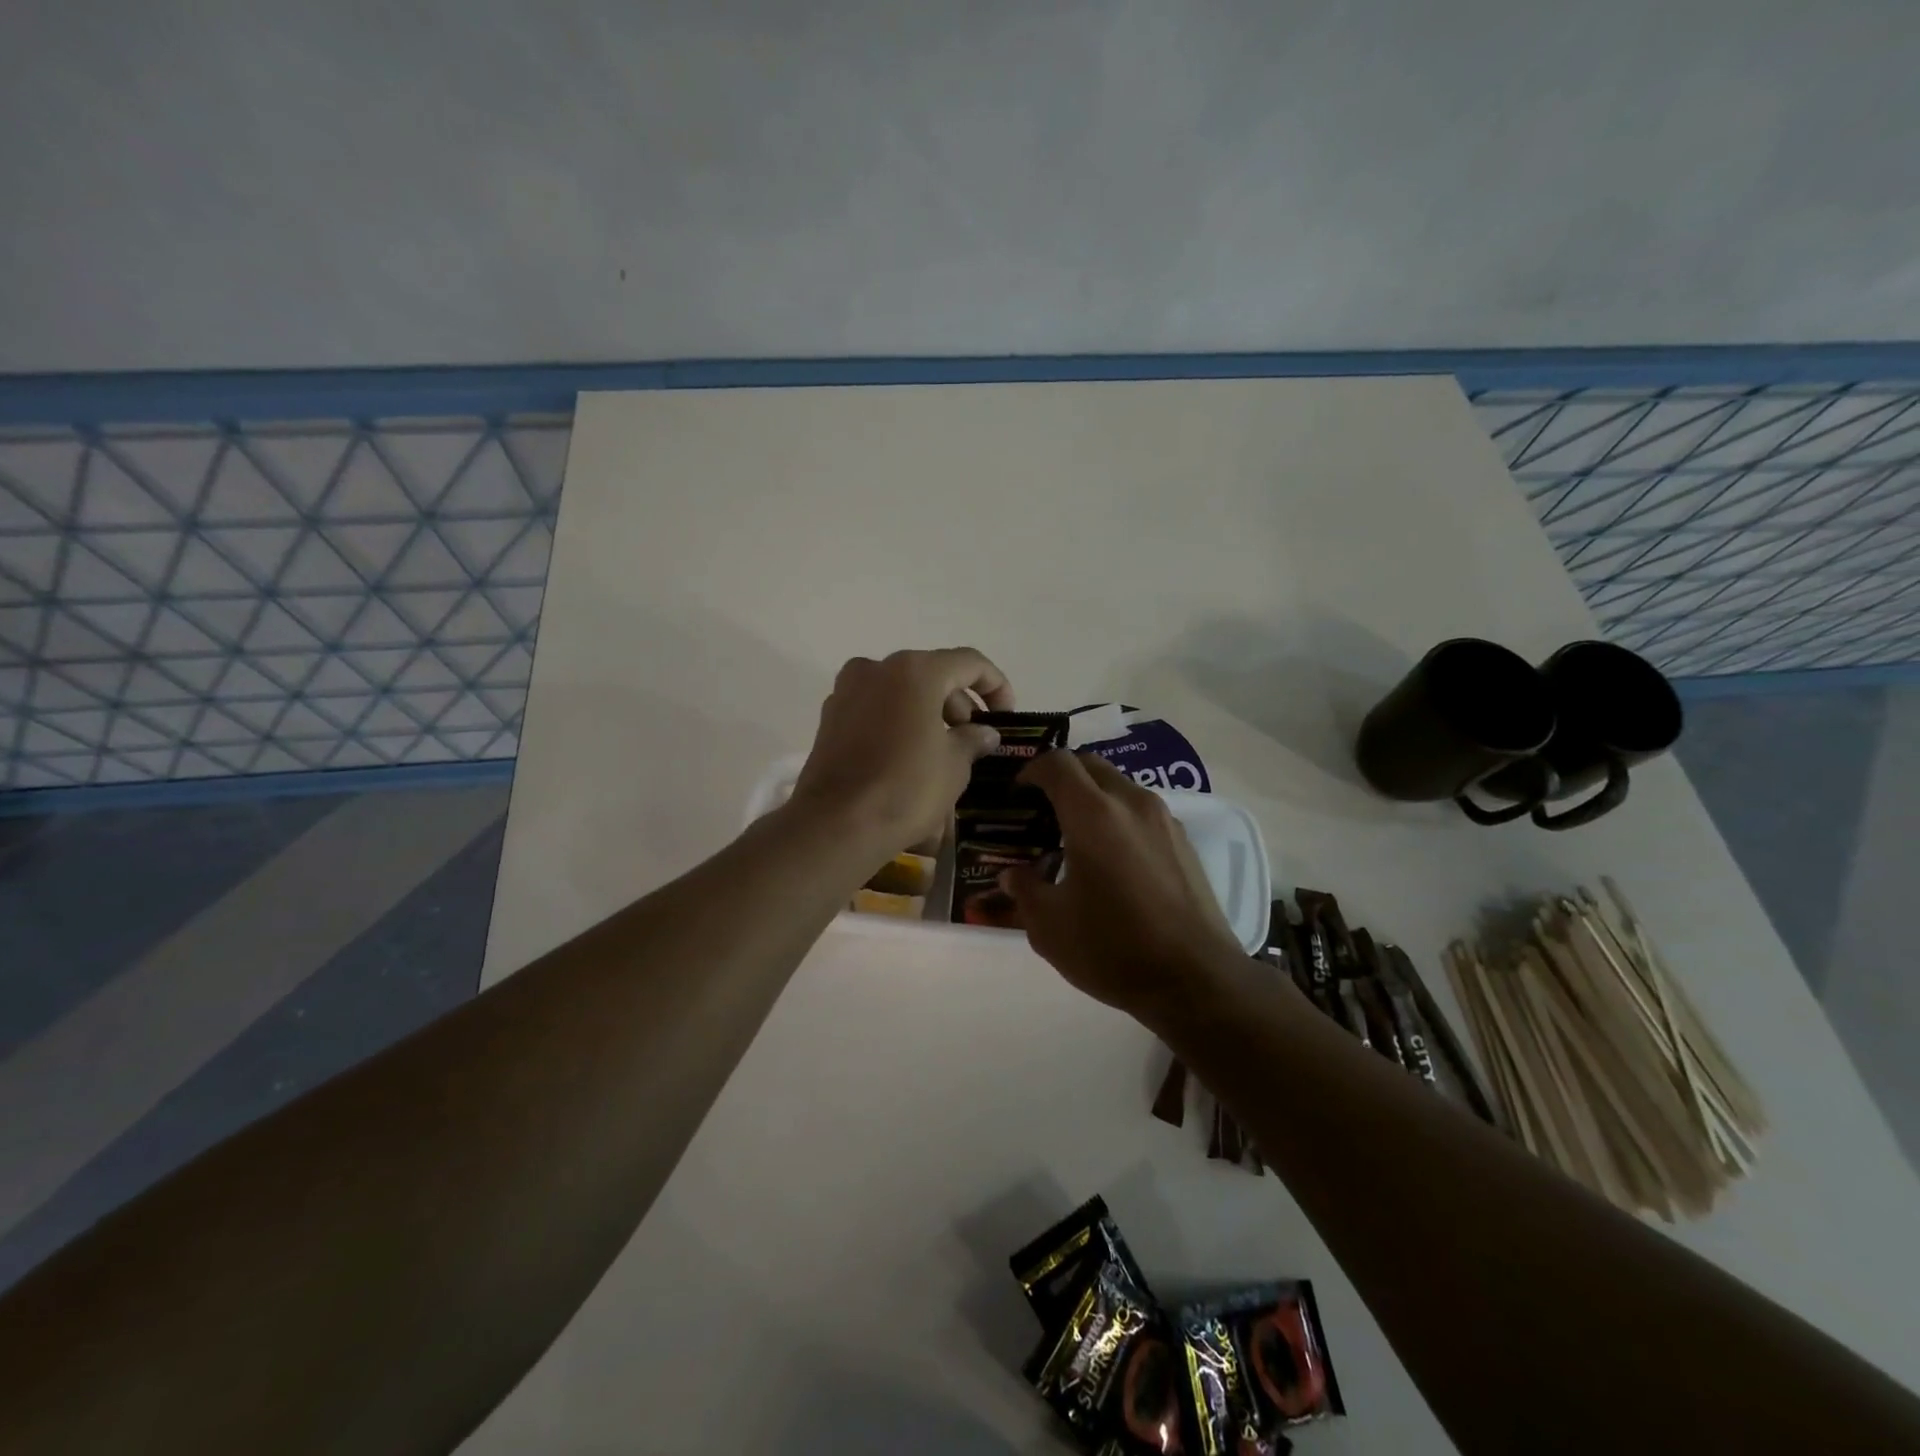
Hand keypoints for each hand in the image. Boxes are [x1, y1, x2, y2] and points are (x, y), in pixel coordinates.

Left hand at [789, 647, 1014, 856]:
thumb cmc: (906, 788)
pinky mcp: (830, 718)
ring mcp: (848, 691)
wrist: (837, 824)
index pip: (969, 663)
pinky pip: (876, 710)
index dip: (996, 686)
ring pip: (901, 692)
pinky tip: (909, 757)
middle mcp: (877, 669)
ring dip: (928, 714)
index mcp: (915, 671)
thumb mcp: (955, 765)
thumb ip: (973, 739)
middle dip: (958, 704)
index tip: (1005, 717)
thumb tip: (983, 733)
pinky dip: (898, 723)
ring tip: (944, 752)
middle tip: (974, 741)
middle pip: (932, 675)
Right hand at [999, 751, 1246, 1026]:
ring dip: (1093, 797)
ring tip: (1076, 836)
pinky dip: (1119, 817)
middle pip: (1091, 765)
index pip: (1057, 763)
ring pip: (1120, 786)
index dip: (1032, 769)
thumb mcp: (1050, 927)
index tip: (1018, 792)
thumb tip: (1012, 875)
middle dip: (1063, 776)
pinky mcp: (1184, 841)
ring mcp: (1164, 819)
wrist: (1196, 979)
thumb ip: (1024, 891)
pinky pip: (1142, 811)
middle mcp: (1131, 803)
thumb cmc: (1113, 948)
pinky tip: (1113, 858)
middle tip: (1043, 809)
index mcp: (1093, 814)